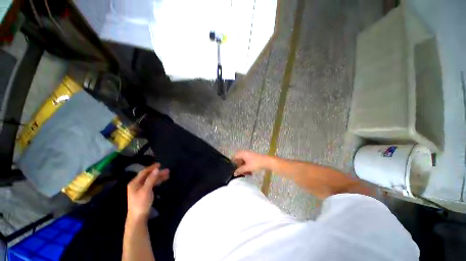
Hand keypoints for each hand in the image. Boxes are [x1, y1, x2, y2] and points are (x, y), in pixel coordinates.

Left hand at [127, 163, 168, 221]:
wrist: (138, 217)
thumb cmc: (141, 203)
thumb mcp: (146, 190)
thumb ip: (151, 179)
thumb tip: (156, 169)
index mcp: (135, 183)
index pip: (144, 172)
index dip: (152, 167)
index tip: (160, 164)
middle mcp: (137, 184)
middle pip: (148, 176)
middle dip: (157, 172)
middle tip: (167, 170)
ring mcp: (140, 189)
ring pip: (151, 180)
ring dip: (158, 177)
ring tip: (168, 174)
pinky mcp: (144, 193)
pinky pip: (151, 184)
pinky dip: (157, 181)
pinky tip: (162, 180)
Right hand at [232, 150, 269, 175]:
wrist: (266, 161)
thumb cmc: (255, 163)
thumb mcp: (247, 168)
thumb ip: (240, 170)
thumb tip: (234, 173)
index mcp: (242, 153)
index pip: (234, 157)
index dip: (233, 163)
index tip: (233, 169)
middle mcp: (244, 153)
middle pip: (238, 160)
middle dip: (239, 166)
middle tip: (240, 172)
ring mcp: (248, 154)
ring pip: (243, 161)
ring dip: (243, 167)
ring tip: (246, 173)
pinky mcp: (251, 157)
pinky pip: (246, 161)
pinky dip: (247, 166)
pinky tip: (249, 172)